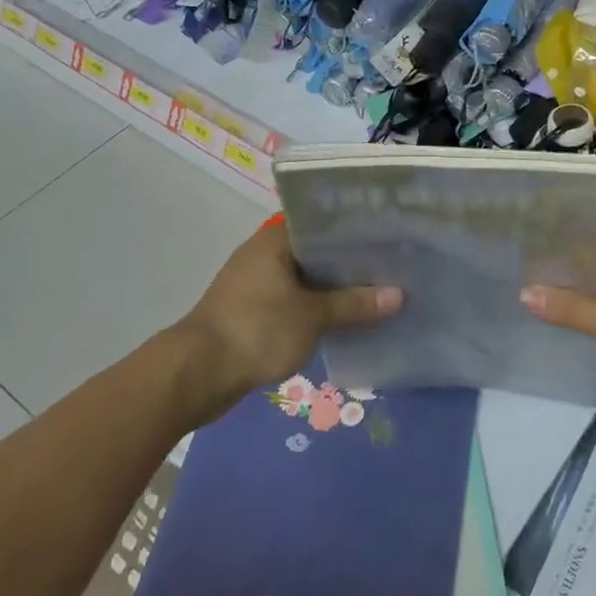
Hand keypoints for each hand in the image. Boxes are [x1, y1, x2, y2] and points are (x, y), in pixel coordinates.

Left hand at [177, 222, 401, 411]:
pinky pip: (293, 301)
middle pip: (315, 251)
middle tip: (392, 264)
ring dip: (333, 288)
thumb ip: (354, 304)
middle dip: (349, 262)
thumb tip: (399, 295)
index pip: (322, 222)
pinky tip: (345, 318)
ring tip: (376, 291)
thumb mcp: (312, 317)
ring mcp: (255, 284)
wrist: (197, 374)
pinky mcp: (251, 312)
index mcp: (275, 240)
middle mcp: (263, 254)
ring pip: (305, 279)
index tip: (387, 233)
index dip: (354, 228)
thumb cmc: (256, 330)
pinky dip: (316, 307)